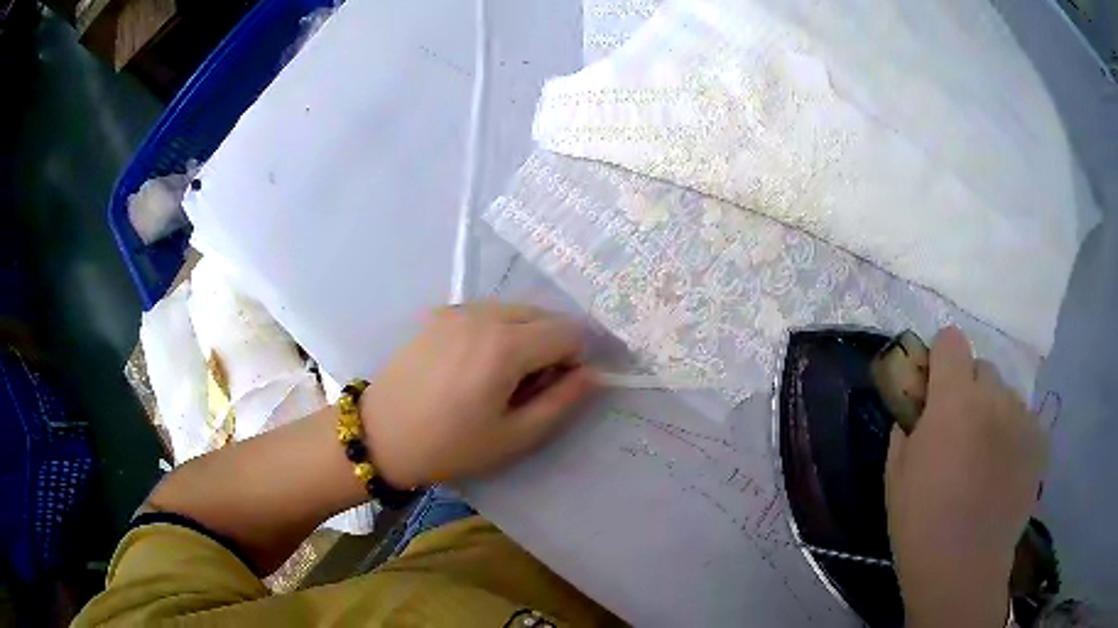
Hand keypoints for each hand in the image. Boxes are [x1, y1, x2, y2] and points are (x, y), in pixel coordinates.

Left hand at [360, 302, 595, 487]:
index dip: (576, 360)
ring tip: (502, 377)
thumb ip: (562, 402)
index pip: (569, 332)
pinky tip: (476, 364)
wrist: (381, 434)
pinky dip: (498, 331)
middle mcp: (485, 314)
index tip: (557, 389)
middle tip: (529, 387)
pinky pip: (488, 313)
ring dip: (526, 337)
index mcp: (507, 344)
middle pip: (544, 316)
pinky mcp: (440, 314)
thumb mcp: (515, 436)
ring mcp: (459, 310)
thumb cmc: (451, 445)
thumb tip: (594, 374)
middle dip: (552, 346)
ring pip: (517, 311)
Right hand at [886, 327, 1047, 627]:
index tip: (935, 386)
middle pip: (983, 368)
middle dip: (969, 390)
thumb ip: (907, 427)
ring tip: (985, 459)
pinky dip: (1014, 436)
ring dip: (994, 414)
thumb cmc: (920, 524)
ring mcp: (1022, 418)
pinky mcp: (1040, 442)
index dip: (941, 358)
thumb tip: (917, 410)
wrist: (963, 570)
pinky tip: (1004, 473)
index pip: (951, 341)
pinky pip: (1025, 422)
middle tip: (960, 433)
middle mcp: (994, 397)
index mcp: (954, 400)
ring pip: (1006, 396)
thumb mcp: (896, 475)